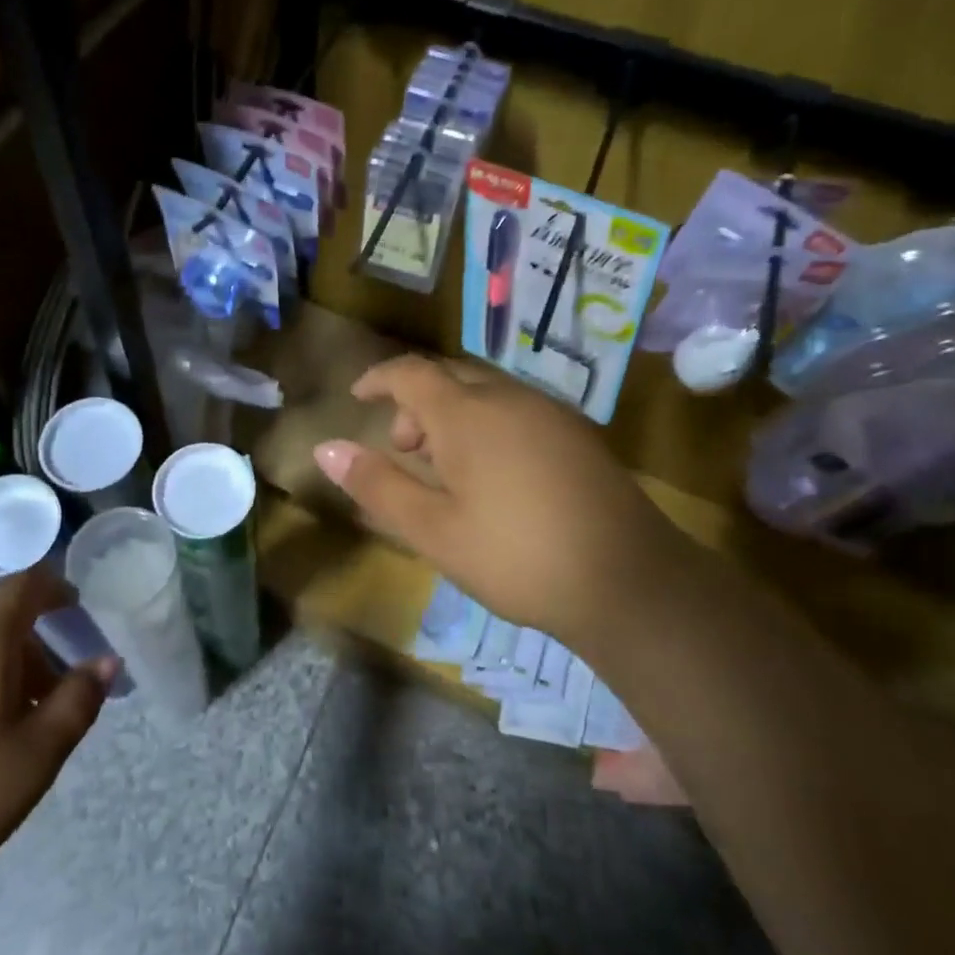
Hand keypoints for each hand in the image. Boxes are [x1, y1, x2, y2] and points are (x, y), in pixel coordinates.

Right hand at [312, 356, 688, 646]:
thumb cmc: (516, 556)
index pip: (410, 373)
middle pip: (449, 376)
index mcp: (467, 413)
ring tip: (445, 466)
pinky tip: (494, 473)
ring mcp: (549, 412)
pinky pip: (516, 408)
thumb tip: (325, 448)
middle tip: (404, 448)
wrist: (629, 581)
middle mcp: (509, 397)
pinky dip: (486, 422)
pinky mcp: (577, 433)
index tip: (357, 397)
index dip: (378, 379)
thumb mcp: (434, 530)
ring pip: (485, 391)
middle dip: (416, 401)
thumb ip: (378, 484)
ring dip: (453, 413)